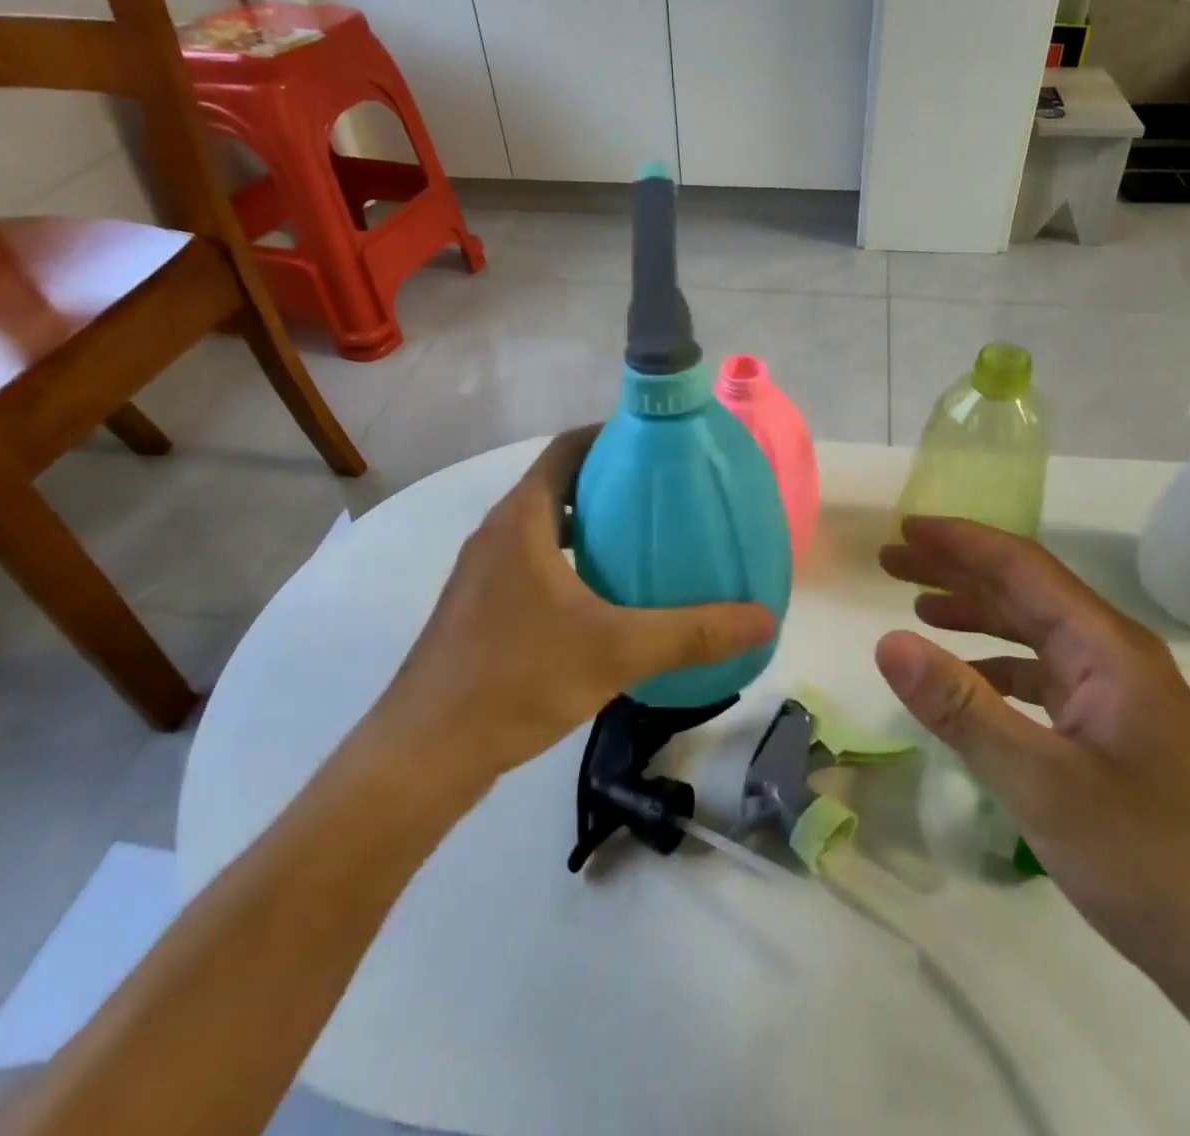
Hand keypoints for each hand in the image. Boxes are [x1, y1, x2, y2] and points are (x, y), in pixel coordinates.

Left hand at [376, 429, 775, 779]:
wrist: (424, 753)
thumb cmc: (517, 680)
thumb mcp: (617, 652)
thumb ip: (693, 633)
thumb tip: (765, 618)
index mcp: (522, 519)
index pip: (568, 448)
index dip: (612, 435)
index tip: (659, 445)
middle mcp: (498, 533)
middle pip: (558, 483)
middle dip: (610, 482)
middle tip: (666, 495)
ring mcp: (483, 572)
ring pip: (544, 526)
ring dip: (589, 524)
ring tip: (644, 540)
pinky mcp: (479, 607)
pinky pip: (532, 561)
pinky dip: (570, 560)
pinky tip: (605, 599)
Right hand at [875, 516, 1189, 1014]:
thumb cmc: (1148, 861)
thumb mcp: (1040, 783)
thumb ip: (961, 707)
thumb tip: (887, 642)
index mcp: (1106, 647)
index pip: (1021, 567)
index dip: (959, 541)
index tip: (904, 528)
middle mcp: (1114, 655)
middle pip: (1025, 590)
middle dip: (957, 569)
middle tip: (893, 561)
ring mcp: (1118, 693)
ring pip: (1034, 630)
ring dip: (975, 612)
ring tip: (917, 605)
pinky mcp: (1114, 730)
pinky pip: (1044, 675)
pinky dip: (997, 663)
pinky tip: (968, 677)